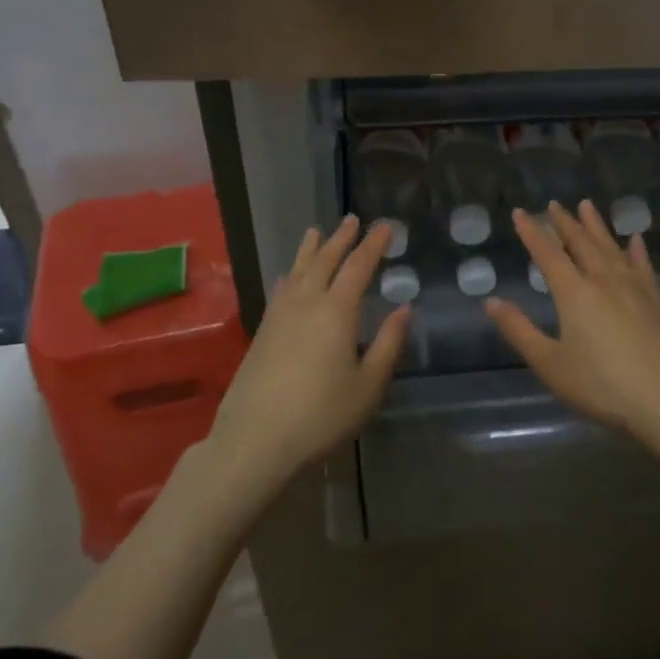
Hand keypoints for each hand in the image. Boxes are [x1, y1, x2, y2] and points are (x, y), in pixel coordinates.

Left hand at [208, 215, 409, 486]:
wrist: (255, 440)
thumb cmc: (321, 415)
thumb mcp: (367, 386)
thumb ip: (388, 344)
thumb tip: (404, 309)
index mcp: (337, 311)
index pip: (359, 266)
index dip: (373, 244)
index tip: (384, 227)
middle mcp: (307, 302)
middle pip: (325, 260)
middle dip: (341, 238)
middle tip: (352, 219)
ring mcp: (280, 315)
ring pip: (298, 270)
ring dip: (311, 249)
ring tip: (316, 232)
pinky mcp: (262, 331)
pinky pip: (281, 288)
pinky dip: (290, 274)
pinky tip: (288, 276)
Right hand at [486, 201, 659, 449]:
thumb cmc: (602, 386)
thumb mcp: (550, 364)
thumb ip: (519, 330)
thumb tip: (491, 301)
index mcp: (574, 293)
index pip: (548, 253)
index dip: (532, 232)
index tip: (520, 213)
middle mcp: (603, 280)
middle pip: (581, 243)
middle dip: (564, 223)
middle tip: (554, 204)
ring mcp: (634, 288)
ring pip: (611, 247)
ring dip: (596, 226)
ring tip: (587, 206)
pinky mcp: (657, 302)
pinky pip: (643, 266)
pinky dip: (636, 250)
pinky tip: (635, 239)